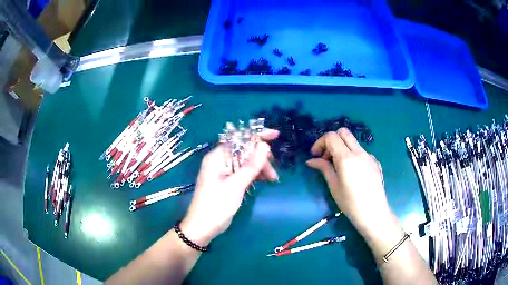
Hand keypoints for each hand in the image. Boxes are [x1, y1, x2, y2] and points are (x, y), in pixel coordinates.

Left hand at [180, 129, 278, 245]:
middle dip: (261, 158)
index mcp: (217, 157)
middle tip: (273, 172)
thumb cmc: (216, 206)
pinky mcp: (227, 181)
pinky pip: (243, 172)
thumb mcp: (235, 186)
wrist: (202, 228)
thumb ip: (250, 166)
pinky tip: (265, 180)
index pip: (239, 139)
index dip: (257, 135)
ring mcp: (223, 171)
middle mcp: (219, 160)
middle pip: (244, 150)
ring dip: (260, 167)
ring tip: (273, 179)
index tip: (275, 135)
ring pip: (245, 162)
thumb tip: (265, 146)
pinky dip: (254, 175)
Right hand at [306, 128, 399, 241]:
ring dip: (342, 147)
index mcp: (346, 158)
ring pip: (353, 141)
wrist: (374, 213)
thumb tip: (311, 160)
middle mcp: (359, 152)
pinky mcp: (375, 162)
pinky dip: (352, 155)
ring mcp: (369, 156)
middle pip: (343, 132)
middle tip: (326, 157)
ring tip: (338, 166)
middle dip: (331, 140)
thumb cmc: (350, 203)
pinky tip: (352, 172)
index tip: (315, 155)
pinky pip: (361, 151)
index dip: (320, 142)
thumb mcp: (334, 186)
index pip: (331, 137)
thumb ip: (324, 168)